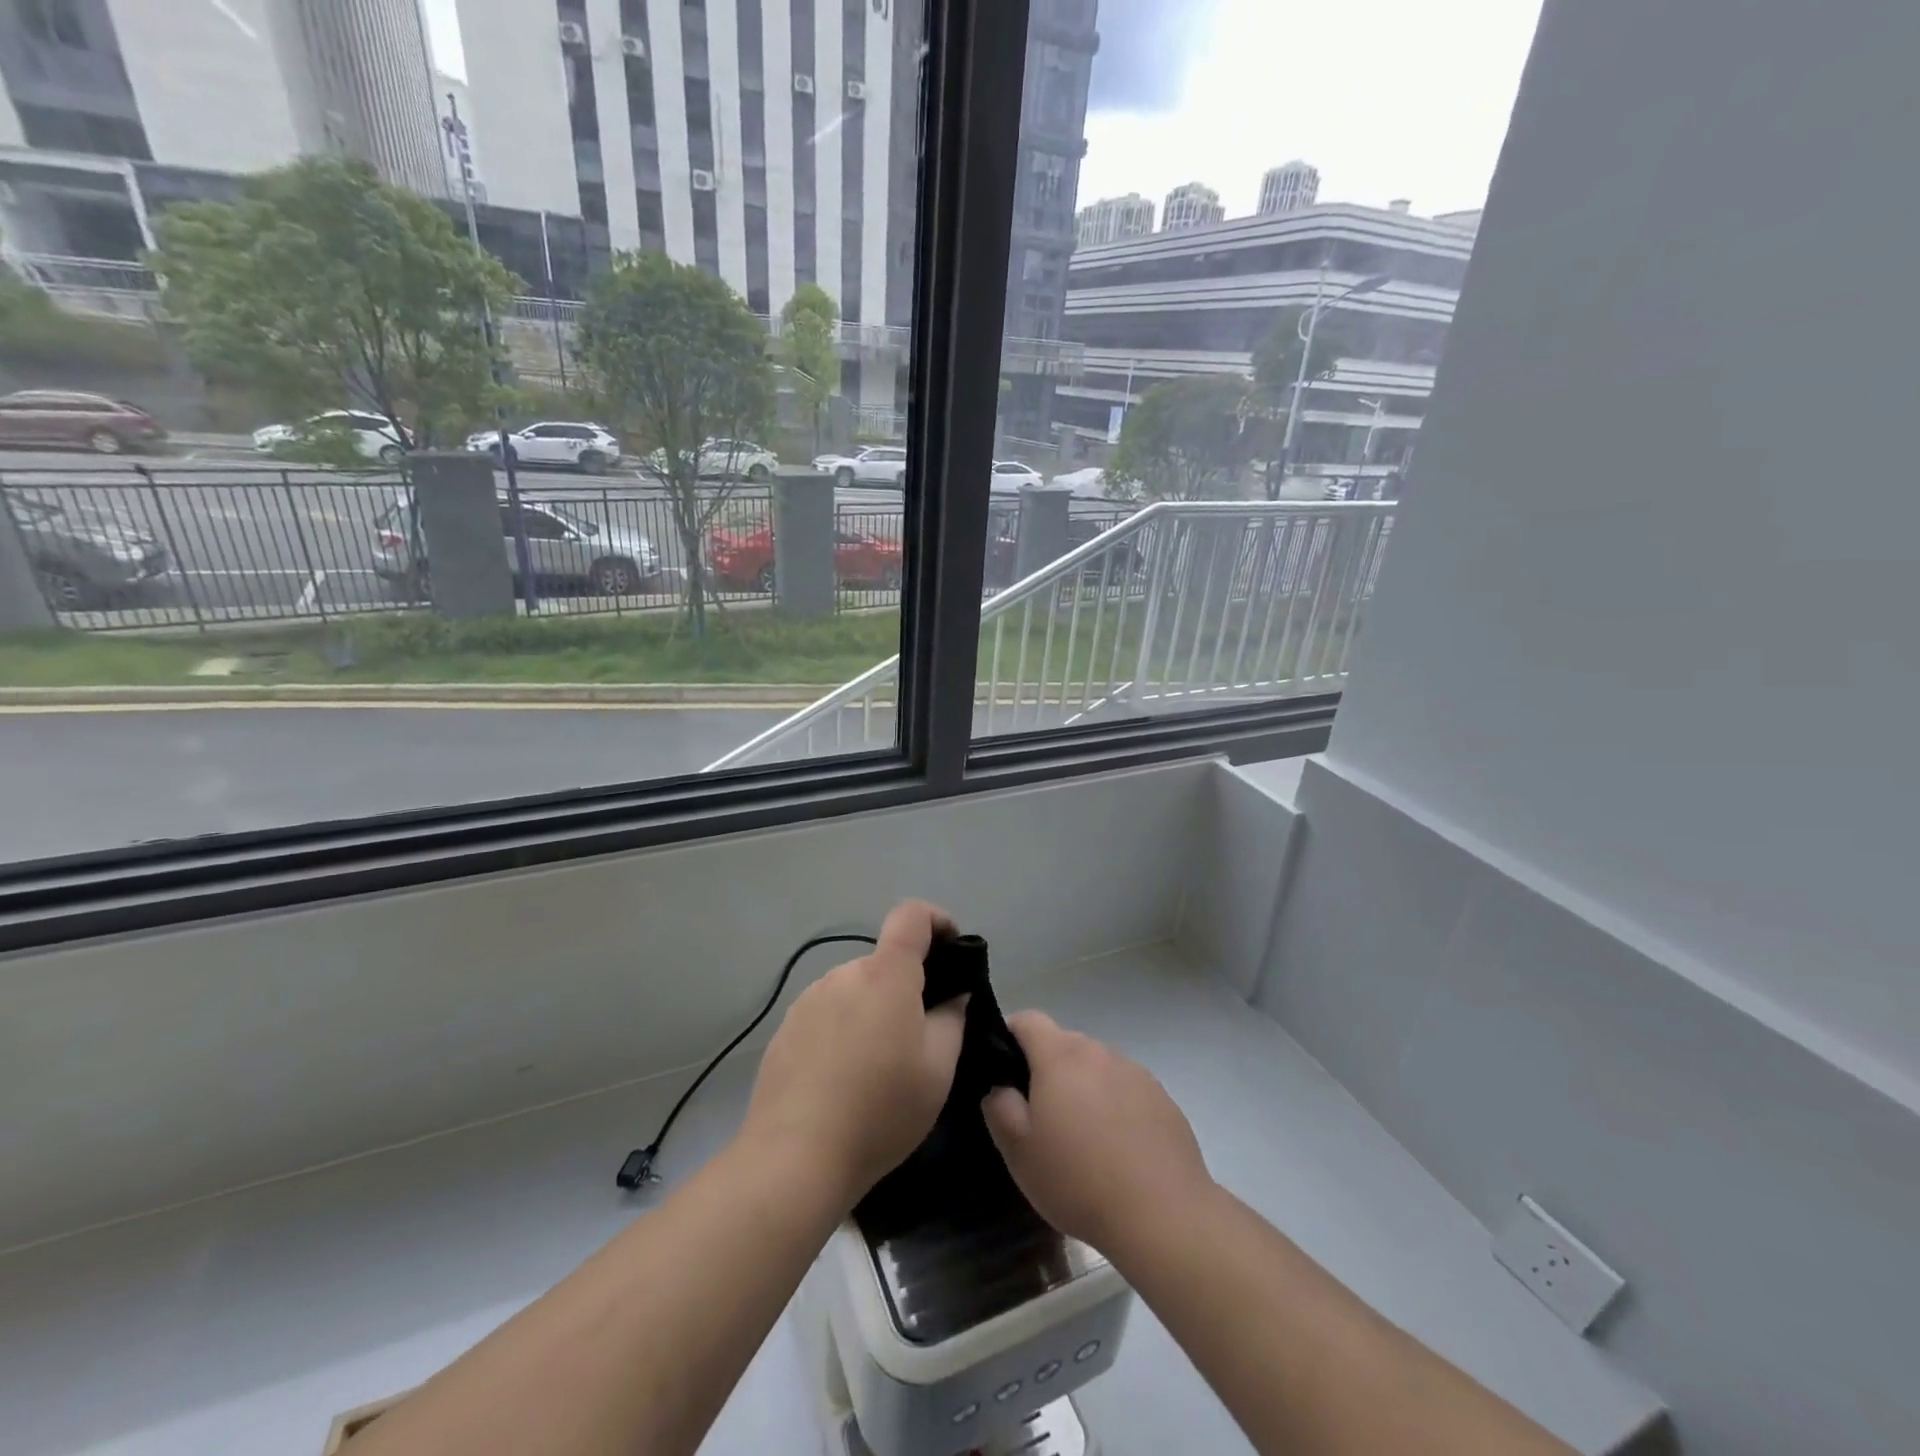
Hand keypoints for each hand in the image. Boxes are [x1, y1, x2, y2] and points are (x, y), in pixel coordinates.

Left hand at [741, 902, 967, 1210]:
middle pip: (884, 963)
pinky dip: (844, 1031)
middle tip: (921, 1038)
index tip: (952, 950)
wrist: (794, 1158)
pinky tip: (843, 1080)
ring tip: (879, 1068)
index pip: (911, 915)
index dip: (937, 920)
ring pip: (855, 990)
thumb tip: (952, 994)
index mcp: (885, 974)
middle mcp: (844, 974)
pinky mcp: (786, 1028)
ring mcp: (809, 999)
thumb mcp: (937, 1070)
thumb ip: (952, 1018)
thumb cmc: (880, 1110)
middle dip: (907, 988)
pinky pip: (828, 1014)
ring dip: (873, 1011)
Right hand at [982, 1011, 1213, 1255]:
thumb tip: (1000, 1086)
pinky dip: (1115, 1106)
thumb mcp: (1018, 1151)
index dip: (1010, 1036)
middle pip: (1063, 1043)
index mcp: (1060, 1056)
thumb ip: (999, 1106)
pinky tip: (1118, 1150)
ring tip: (1083, 1138)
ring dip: (1084, 1087)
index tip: (1004, 1070)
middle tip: (1042, 1116)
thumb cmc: (1079, 1180)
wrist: (1163, 1215)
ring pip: (1096, 1067)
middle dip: (1047, 1069)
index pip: (1027, 1020)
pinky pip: (1126, 1089)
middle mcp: (1098, 1051)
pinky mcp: (1162, 1098)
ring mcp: (1135, 1072)